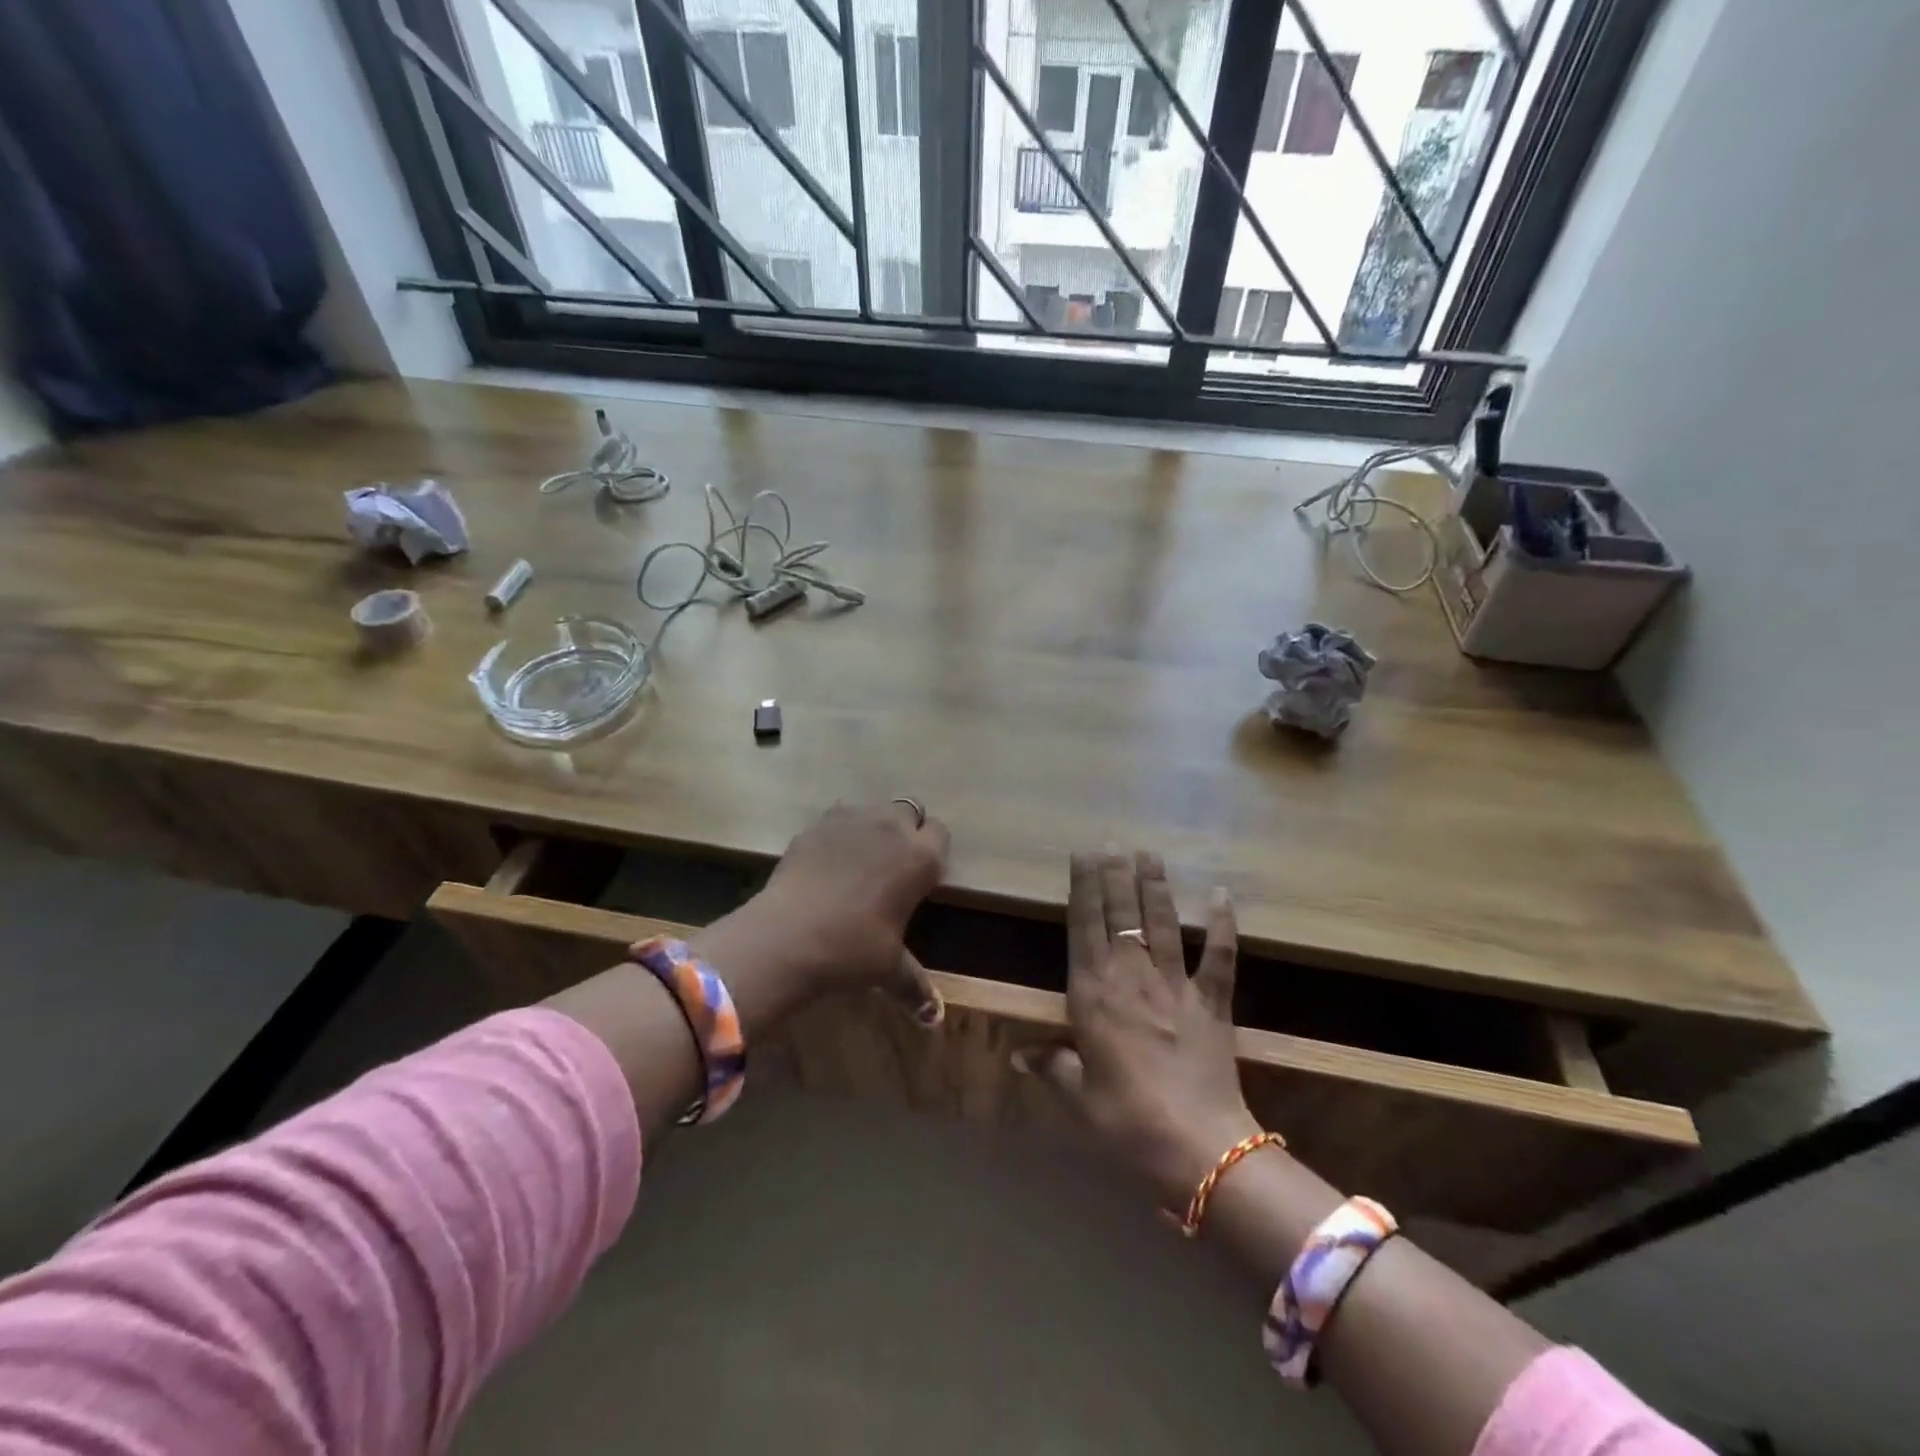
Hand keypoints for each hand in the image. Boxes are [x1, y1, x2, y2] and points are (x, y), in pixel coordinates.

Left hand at [760, 800, 949, 995]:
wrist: (786, 936)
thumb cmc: (852, 950)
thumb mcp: (889, 969)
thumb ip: (916, 987)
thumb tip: (935, 1018)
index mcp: (921, 857)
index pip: (941, 834)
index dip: (932, 852)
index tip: (920, 876)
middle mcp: (891, 827)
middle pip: (910, 812)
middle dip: (905, 831)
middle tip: (891, 866)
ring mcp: (851, 819)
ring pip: (873, 810)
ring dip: (873, 827)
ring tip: (858, 862)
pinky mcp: (817, 823)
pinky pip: (839, 818)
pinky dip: (839, 833)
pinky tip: (827, 863)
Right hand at [1023, 850, 1259, 1208]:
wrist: (1197, 1144)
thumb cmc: (1126, 1119)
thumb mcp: (1078, 1096)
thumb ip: (1051, 1066)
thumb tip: (1018, 1056)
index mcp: (1093, 992)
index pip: (1083, 926)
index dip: (1082, 886)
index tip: (1081, 854)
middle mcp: (1131, 975)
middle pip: (1121, 913)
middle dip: (1115, 874)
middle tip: (1112, 841)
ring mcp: (1175, 984)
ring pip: (1162, 922)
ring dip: (1155, 886)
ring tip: (1150, 853)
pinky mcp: (1212, 1001)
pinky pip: (1219, 957)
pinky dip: (1222, 926)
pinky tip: (1221, 895)